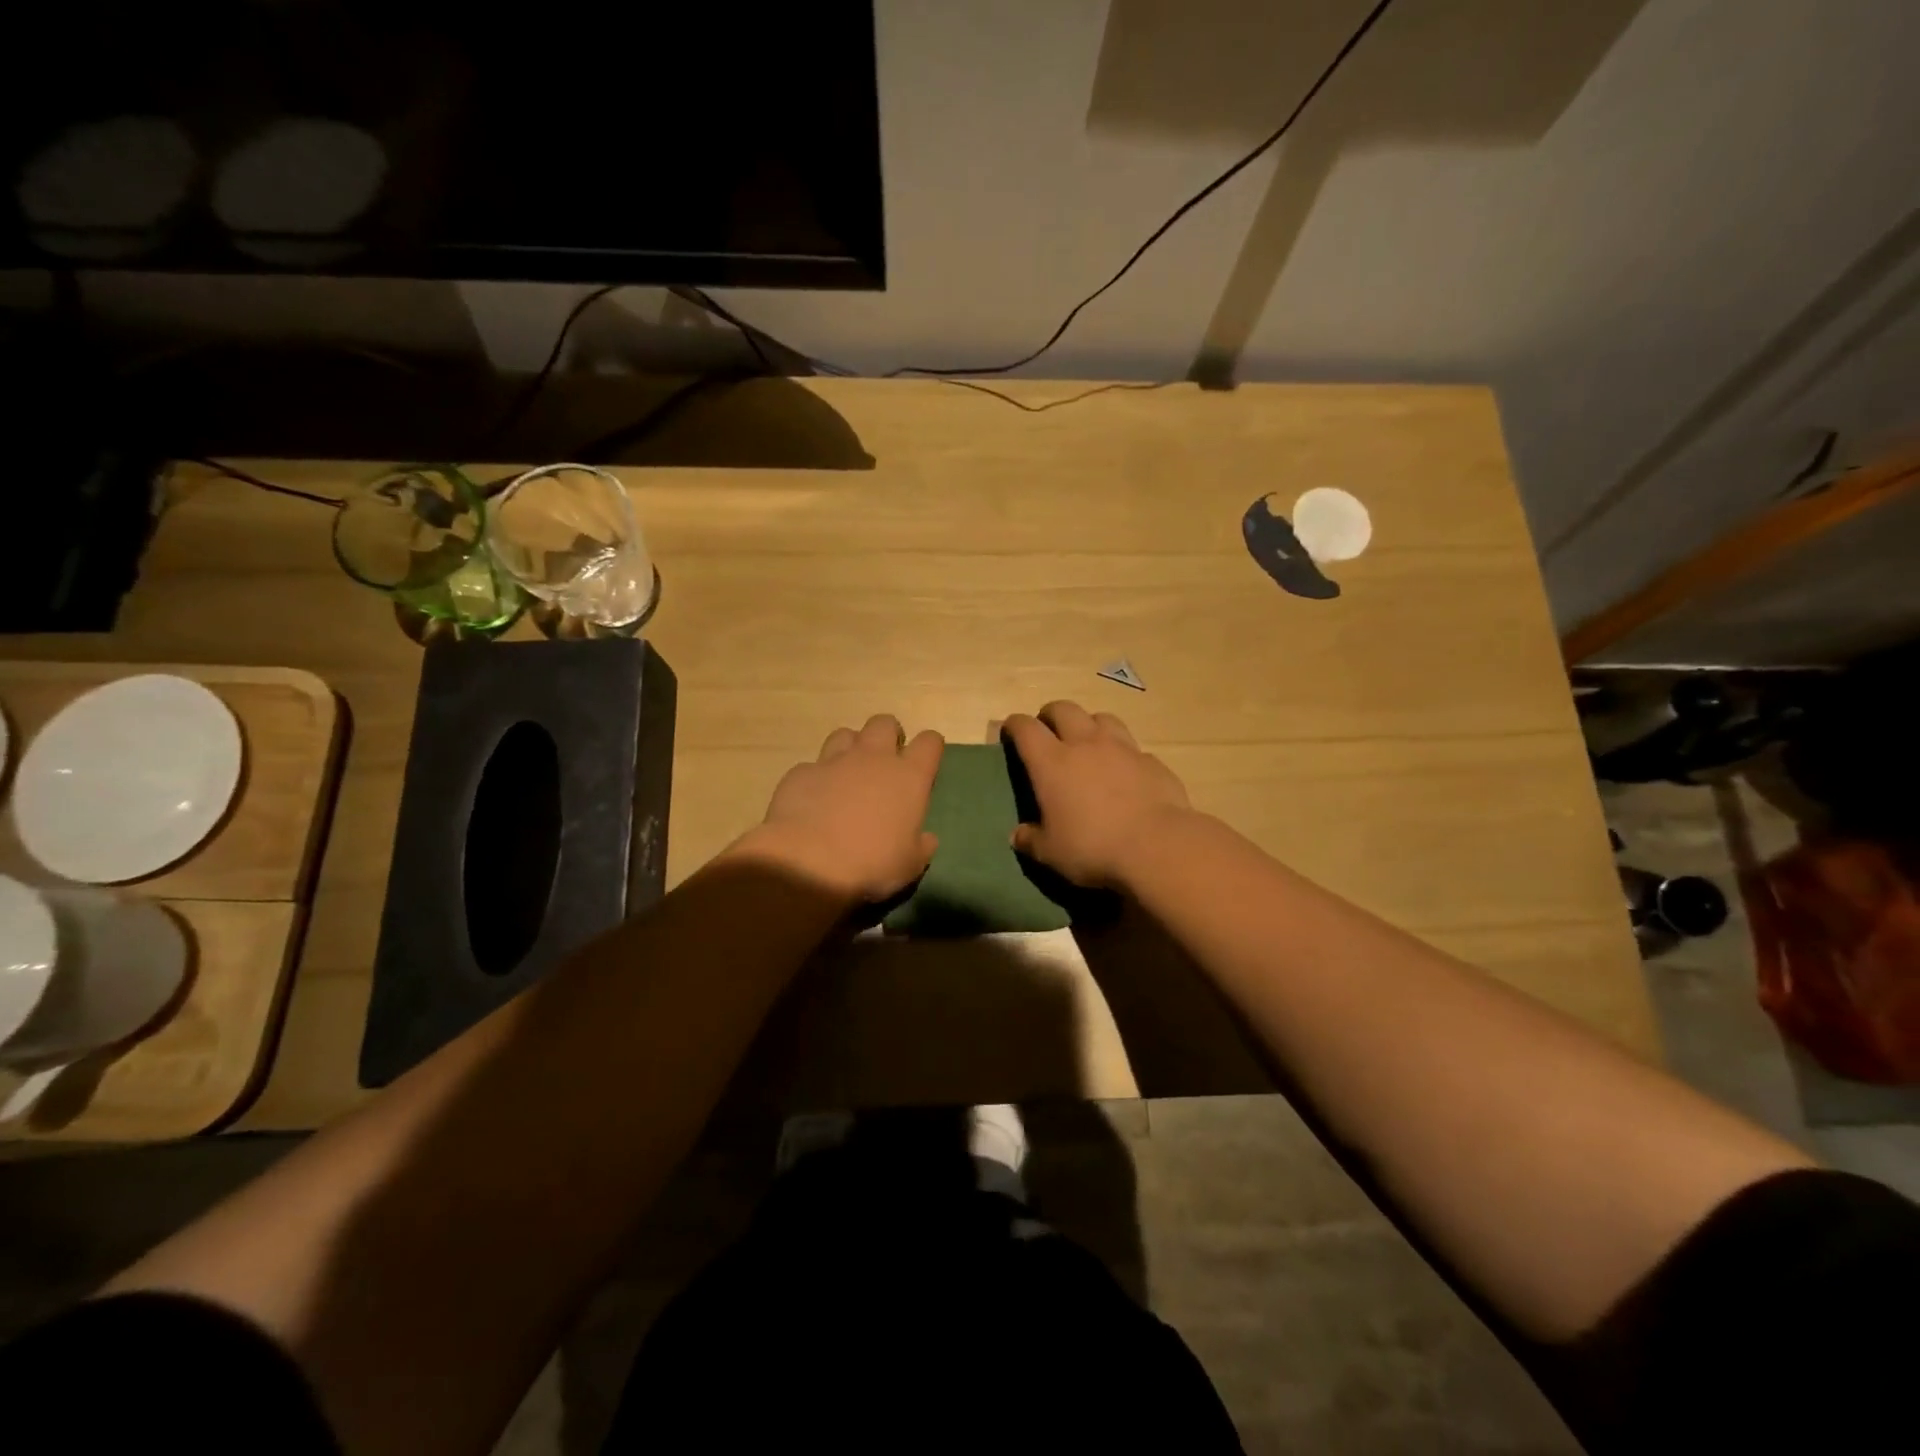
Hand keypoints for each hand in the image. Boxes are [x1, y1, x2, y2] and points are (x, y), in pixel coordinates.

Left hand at [739, 715, 943, 902]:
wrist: (807, 863)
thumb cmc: (871, 864)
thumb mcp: (910, 865)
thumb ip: (921, 846)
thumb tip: (926, 839)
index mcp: (908, 777)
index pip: (929, 742)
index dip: (930, 747)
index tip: (926, 761)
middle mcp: (873, 758)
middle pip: (884, 723)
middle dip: (888, 735)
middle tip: (886, 760)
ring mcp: (833, 761)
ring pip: (846, 734)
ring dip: (851, 748)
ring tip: (849, 773)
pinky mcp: (800, 773)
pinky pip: (812, 766)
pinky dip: (817, 777)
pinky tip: (814, 799)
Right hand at [1003, 701, 1193, 887]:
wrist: (1157, 846)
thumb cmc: (1092, 847)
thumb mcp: (1050, 853)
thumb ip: (1031, 840)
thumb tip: (1018, 835)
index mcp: (1052, 762)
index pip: (1026, 728)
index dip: (1015, 725)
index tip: (1010, 731)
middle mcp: (1085, 744)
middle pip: (1064, 709)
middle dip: (1051, 715)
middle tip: (1048, 730)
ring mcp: (1122, 748)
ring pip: (1102, 718)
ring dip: (1089, 725)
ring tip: (1088, 743)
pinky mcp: (1152, 761)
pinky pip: (1132, 747)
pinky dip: (1122, 754)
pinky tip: (1124, 773)